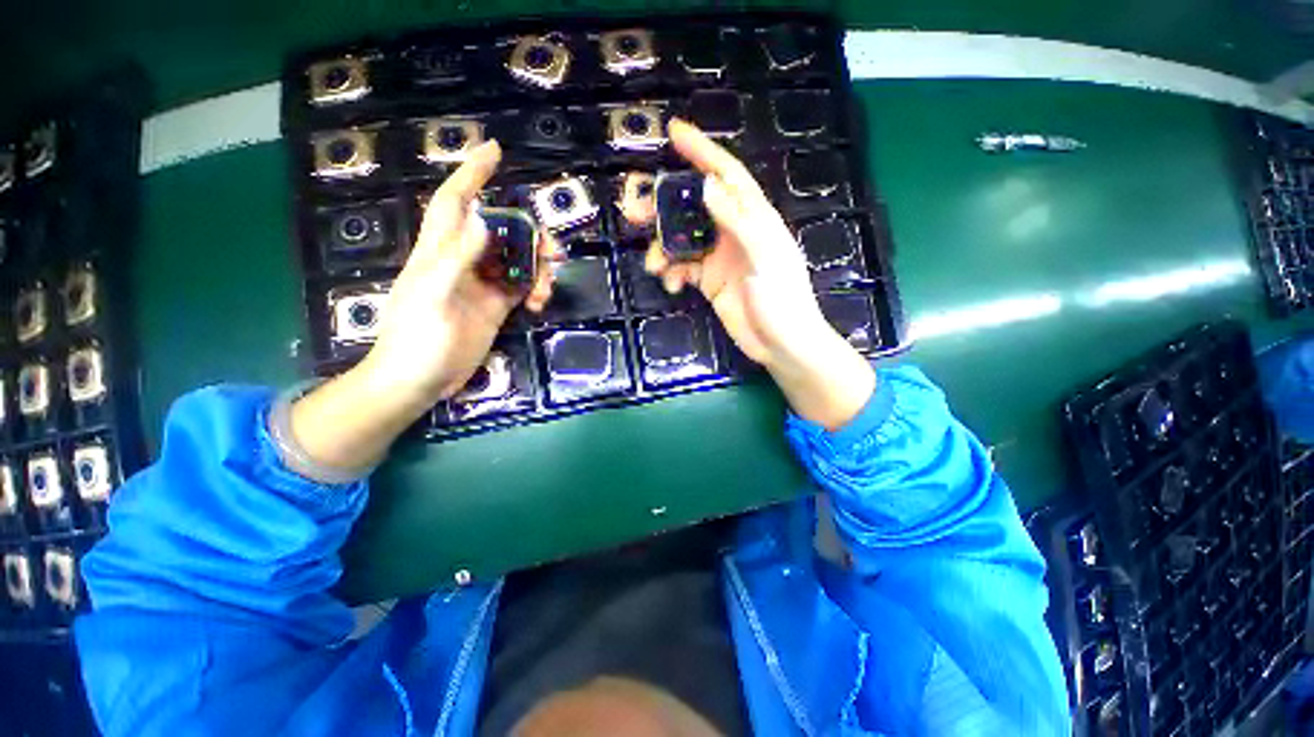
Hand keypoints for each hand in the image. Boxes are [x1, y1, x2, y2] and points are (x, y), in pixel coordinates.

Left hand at [288, 141, 557, 476]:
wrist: (418, 381)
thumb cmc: (416, 340)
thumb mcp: (435, 298)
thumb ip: (457, 259)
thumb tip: (484, 219)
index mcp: (439, 252)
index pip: (455, 202)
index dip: (472, 174)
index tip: (493, 150)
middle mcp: (462, 262)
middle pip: (501, 232)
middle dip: (529, 235)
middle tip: (553, 252)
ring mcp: (481, 285)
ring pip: (516, 260)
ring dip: (537, 267)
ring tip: (548, 286)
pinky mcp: (495, 306)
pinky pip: (521, 286)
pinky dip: (535, 290)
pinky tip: (538, 304)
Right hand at [646, 120, 874, 430]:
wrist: (782, 345)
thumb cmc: (783, 300)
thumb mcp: (765, 257)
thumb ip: (738, 221)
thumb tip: (706, 186)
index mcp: (754, 218)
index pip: (726, 175)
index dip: (702, 151)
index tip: (674, 132)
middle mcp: (733, 232)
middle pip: (693, 207)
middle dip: (664, 207)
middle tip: (634, 211)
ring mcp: (719, 258)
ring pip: (682, 240)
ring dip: (663, 249)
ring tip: (654, 266)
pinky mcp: (709, 281)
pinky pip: (682, 268)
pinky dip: (672, 273)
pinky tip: (671, 285)